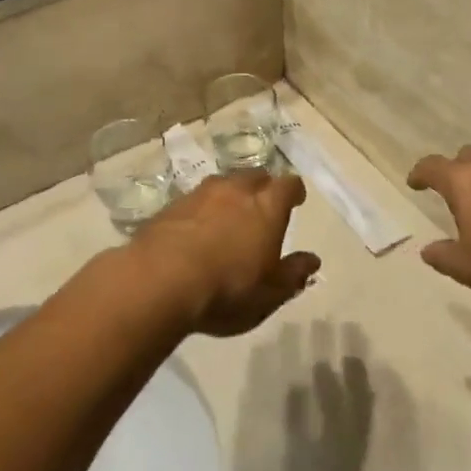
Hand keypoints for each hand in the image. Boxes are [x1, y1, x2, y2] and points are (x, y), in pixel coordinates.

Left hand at [134, 173, 321, 337]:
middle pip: (254, 177)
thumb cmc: (227, 289)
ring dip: (229, 196)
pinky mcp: (169, 207)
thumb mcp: (270, 293)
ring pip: (221, 185)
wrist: (158, 282)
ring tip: (228, 217)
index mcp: (267, 207)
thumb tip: (312, 261)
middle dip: (262, 188)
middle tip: (262, 206)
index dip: (294, 191)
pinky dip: (200, 211)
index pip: (288, 185)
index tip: (296, 200)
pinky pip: (194, 201)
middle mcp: (234, 191)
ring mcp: (199, 195)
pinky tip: (196, 231)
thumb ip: (293, 274)